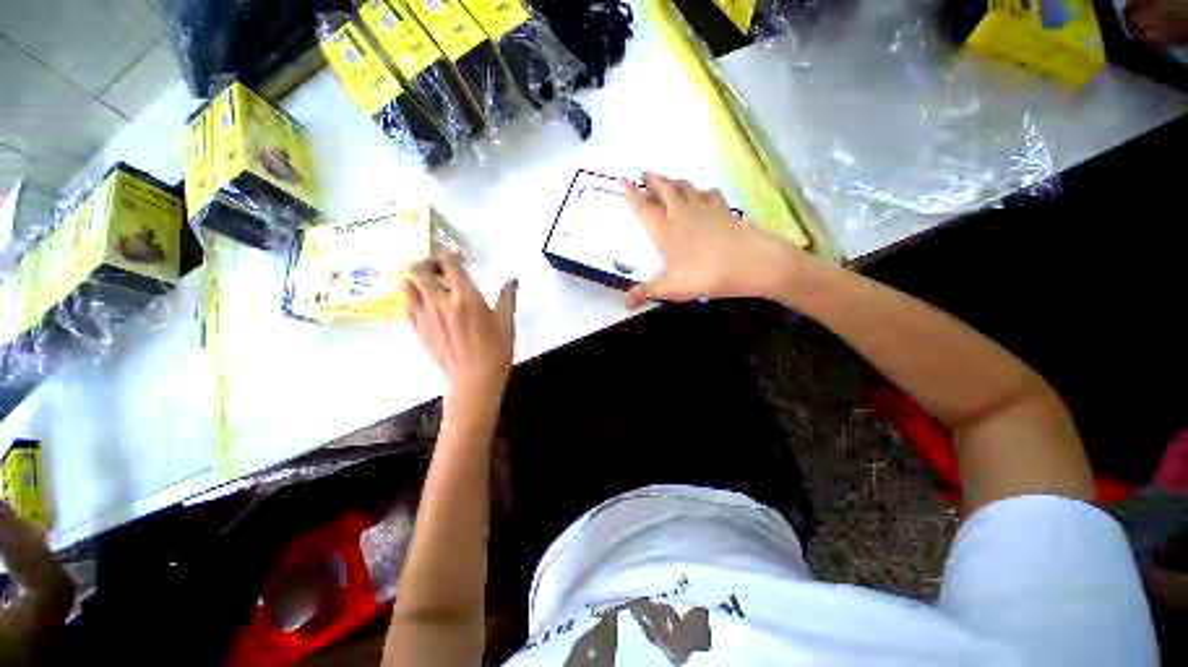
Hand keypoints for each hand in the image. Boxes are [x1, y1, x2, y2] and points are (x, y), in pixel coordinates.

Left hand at [404, 254, 517, 400]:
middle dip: (428, 263)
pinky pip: (407, 308)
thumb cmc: (496, 350)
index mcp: (465, 297)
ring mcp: (425, 317)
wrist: (474, 380)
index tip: (458, 258)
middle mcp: (440, 302)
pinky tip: (427, 308)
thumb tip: (513, 281)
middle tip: (440, 270)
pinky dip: (413, 301)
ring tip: (430, 287)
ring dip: (416, 281)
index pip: (449, 264)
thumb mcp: (506, 322)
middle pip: (420, 270)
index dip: (451, 255)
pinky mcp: (418, 331)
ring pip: (407, 287)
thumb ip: (507, 298)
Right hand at [624, 173, 804, 307]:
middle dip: (652, 180)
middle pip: (665, 188)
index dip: (632, 193)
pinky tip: (702, 193)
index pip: (644, 207)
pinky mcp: (723, 210)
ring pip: (685, 187)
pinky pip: (708, 193)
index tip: (623, 181)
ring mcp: (705, 208)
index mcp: (666, 230)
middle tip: (644, 174)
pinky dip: (700, 190)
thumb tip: (625, 303)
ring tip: (667, 180)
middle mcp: (682, 213)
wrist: (752, 263)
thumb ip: (647, 292)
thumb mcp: (672, 288)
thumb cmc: (707, 275)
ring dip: (673, 181)